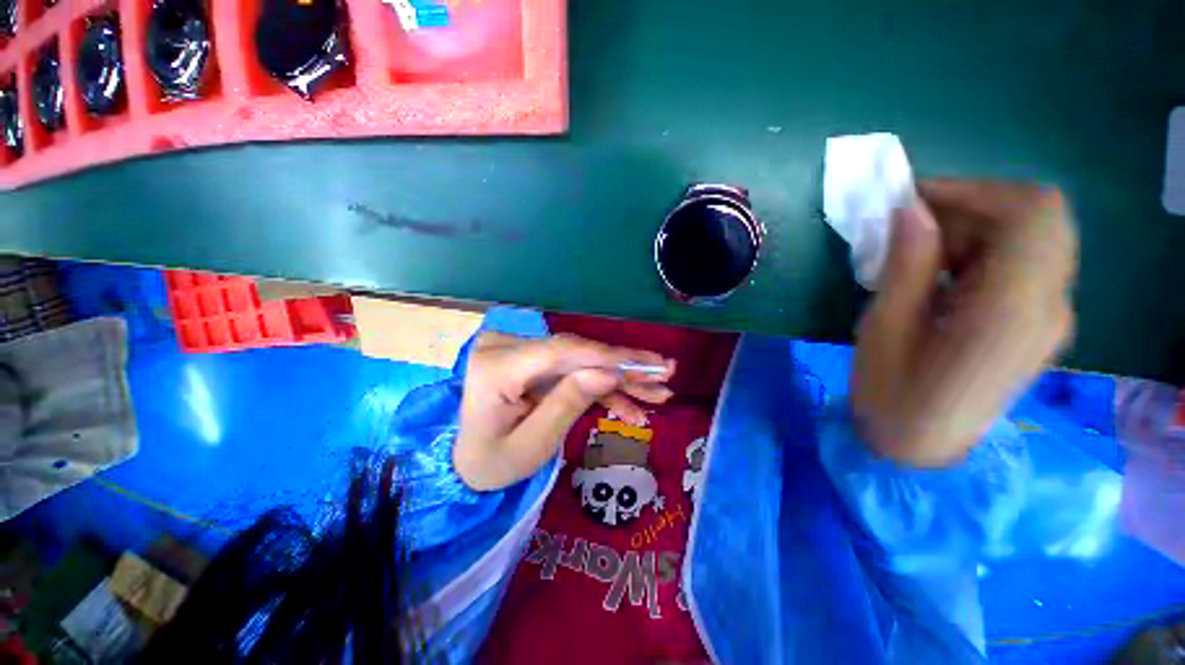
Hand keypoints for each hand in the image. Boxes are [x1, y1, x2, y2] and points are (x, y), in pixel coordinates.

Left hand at [454, 333, 674, 490]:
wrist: (466, 462)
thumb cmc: (493, 463)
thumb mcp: (533, 445)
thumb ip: (568, 403)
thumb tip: (607, 373)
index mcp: (497, 367)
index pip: (562, 351)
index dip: (609, 357)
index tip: (649, 366)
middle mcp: (508, 348)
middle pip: (577, 353)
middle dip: (623, 366)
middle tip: (665, 373)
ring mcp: (522, 352)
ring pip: (582, 361)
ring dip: (619, 379)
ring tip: (657, 393)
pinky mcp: (535, 361)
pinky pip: (574, 371)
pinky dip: (602, 389)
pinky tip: (630, 406)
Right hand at [854, 180, 1077, 465]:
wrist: (921, 449)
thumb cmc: (891, 396)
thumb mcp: (883, 330)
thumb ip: (906, 266)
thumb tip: (910, 210)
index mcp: (1010, 312)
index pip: (1031, 214)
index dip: (975, 190)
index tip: (914, 201)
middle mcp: (1049, 307)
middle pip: (1039, 218)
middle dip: (973, 208)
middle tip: (914, 230)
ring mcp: (1051, 316)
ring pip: (1034, 236)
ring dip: (977, 229)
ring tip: (922, 257)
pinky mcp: (1041, 322)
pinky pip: (1026, 261)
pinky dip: (984, 251)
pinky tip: (943, 277)